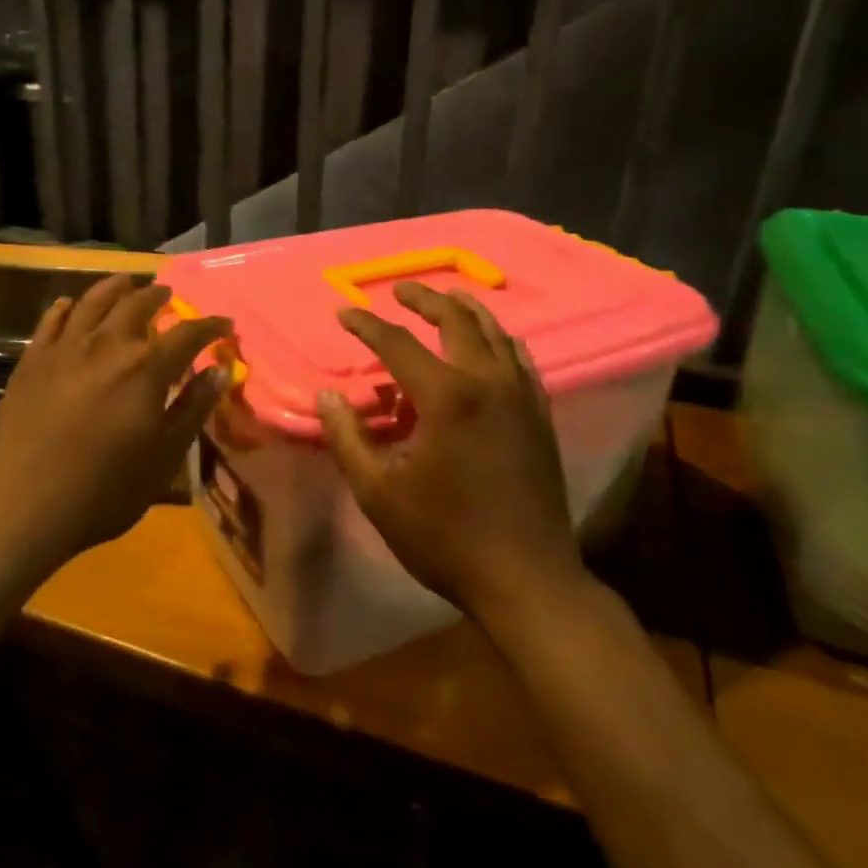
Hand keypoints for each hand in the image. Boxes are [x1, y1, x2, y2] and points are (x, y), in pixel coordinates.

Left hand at [0, 274, 231, 575]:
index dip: (210, 326)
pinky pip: (51, 322)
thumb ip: (193, 408)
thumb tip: (219, 370)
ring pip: (93, 302)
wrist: (21, 506)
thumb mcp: (163, 456)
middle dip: (159, 296)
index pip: (188, 333)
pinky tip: (71, 305)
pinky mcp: (31, 362)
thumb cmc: (104, 490)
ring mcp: (64, 349)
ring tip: (127, 282)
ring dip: (115, 288)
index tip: (225, 325)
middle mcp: (107, 345)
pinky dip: (67, 308)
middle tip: (170, 296)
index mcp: (145, 368)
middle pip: (138, 305)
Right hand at [317, 281, 582, 629]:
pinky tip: (494, 344)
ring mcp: (521, 397)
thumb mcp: (379, 493)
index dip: (366, 325)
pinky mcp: (540, 416)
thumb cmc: (445, 536)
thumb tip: (326, 397)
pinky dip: (500, 341)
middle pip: (456, 321)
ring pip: (496, 334)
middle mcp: (487, 382)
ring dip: (467, 311)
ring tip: (449, 298)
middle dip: (425, 300)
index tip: (344, 311)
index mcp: (446, 396)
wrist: (527, 577)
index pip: (397, 343)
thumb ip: (348, 438)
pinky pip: (520, 360)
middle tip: (401, 290)